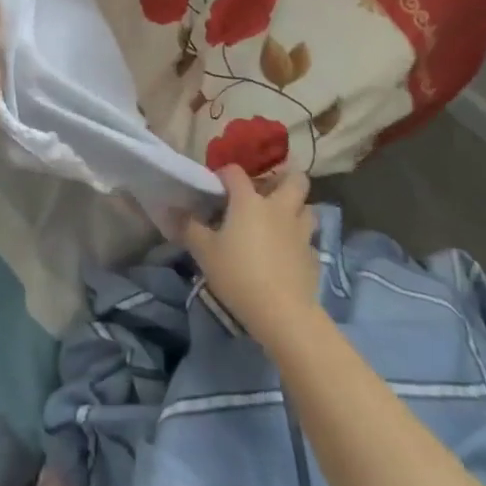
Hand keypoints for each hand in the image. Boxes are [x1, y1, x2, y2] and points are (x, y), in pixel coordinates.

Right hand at [182, 166, 320, 342]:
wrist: (282, 313)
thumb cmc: (238, 275)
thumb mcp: (204, 252)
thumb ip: (189, 228)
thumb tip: (172, 211)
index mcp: (250, 201)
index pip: (236, 172)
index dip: (224, 175)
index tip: (216, 188)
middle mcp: (279, 208)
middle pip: (295, 180)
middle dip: (284, 180)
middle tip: (267, 193)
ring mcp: (301, 232)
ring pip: (308, 208)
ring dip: (296, 209)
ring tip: (280, 221)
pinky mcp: (313, 256)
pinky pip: (309, 240)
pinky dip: (300, 241)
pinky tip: (288, 254)